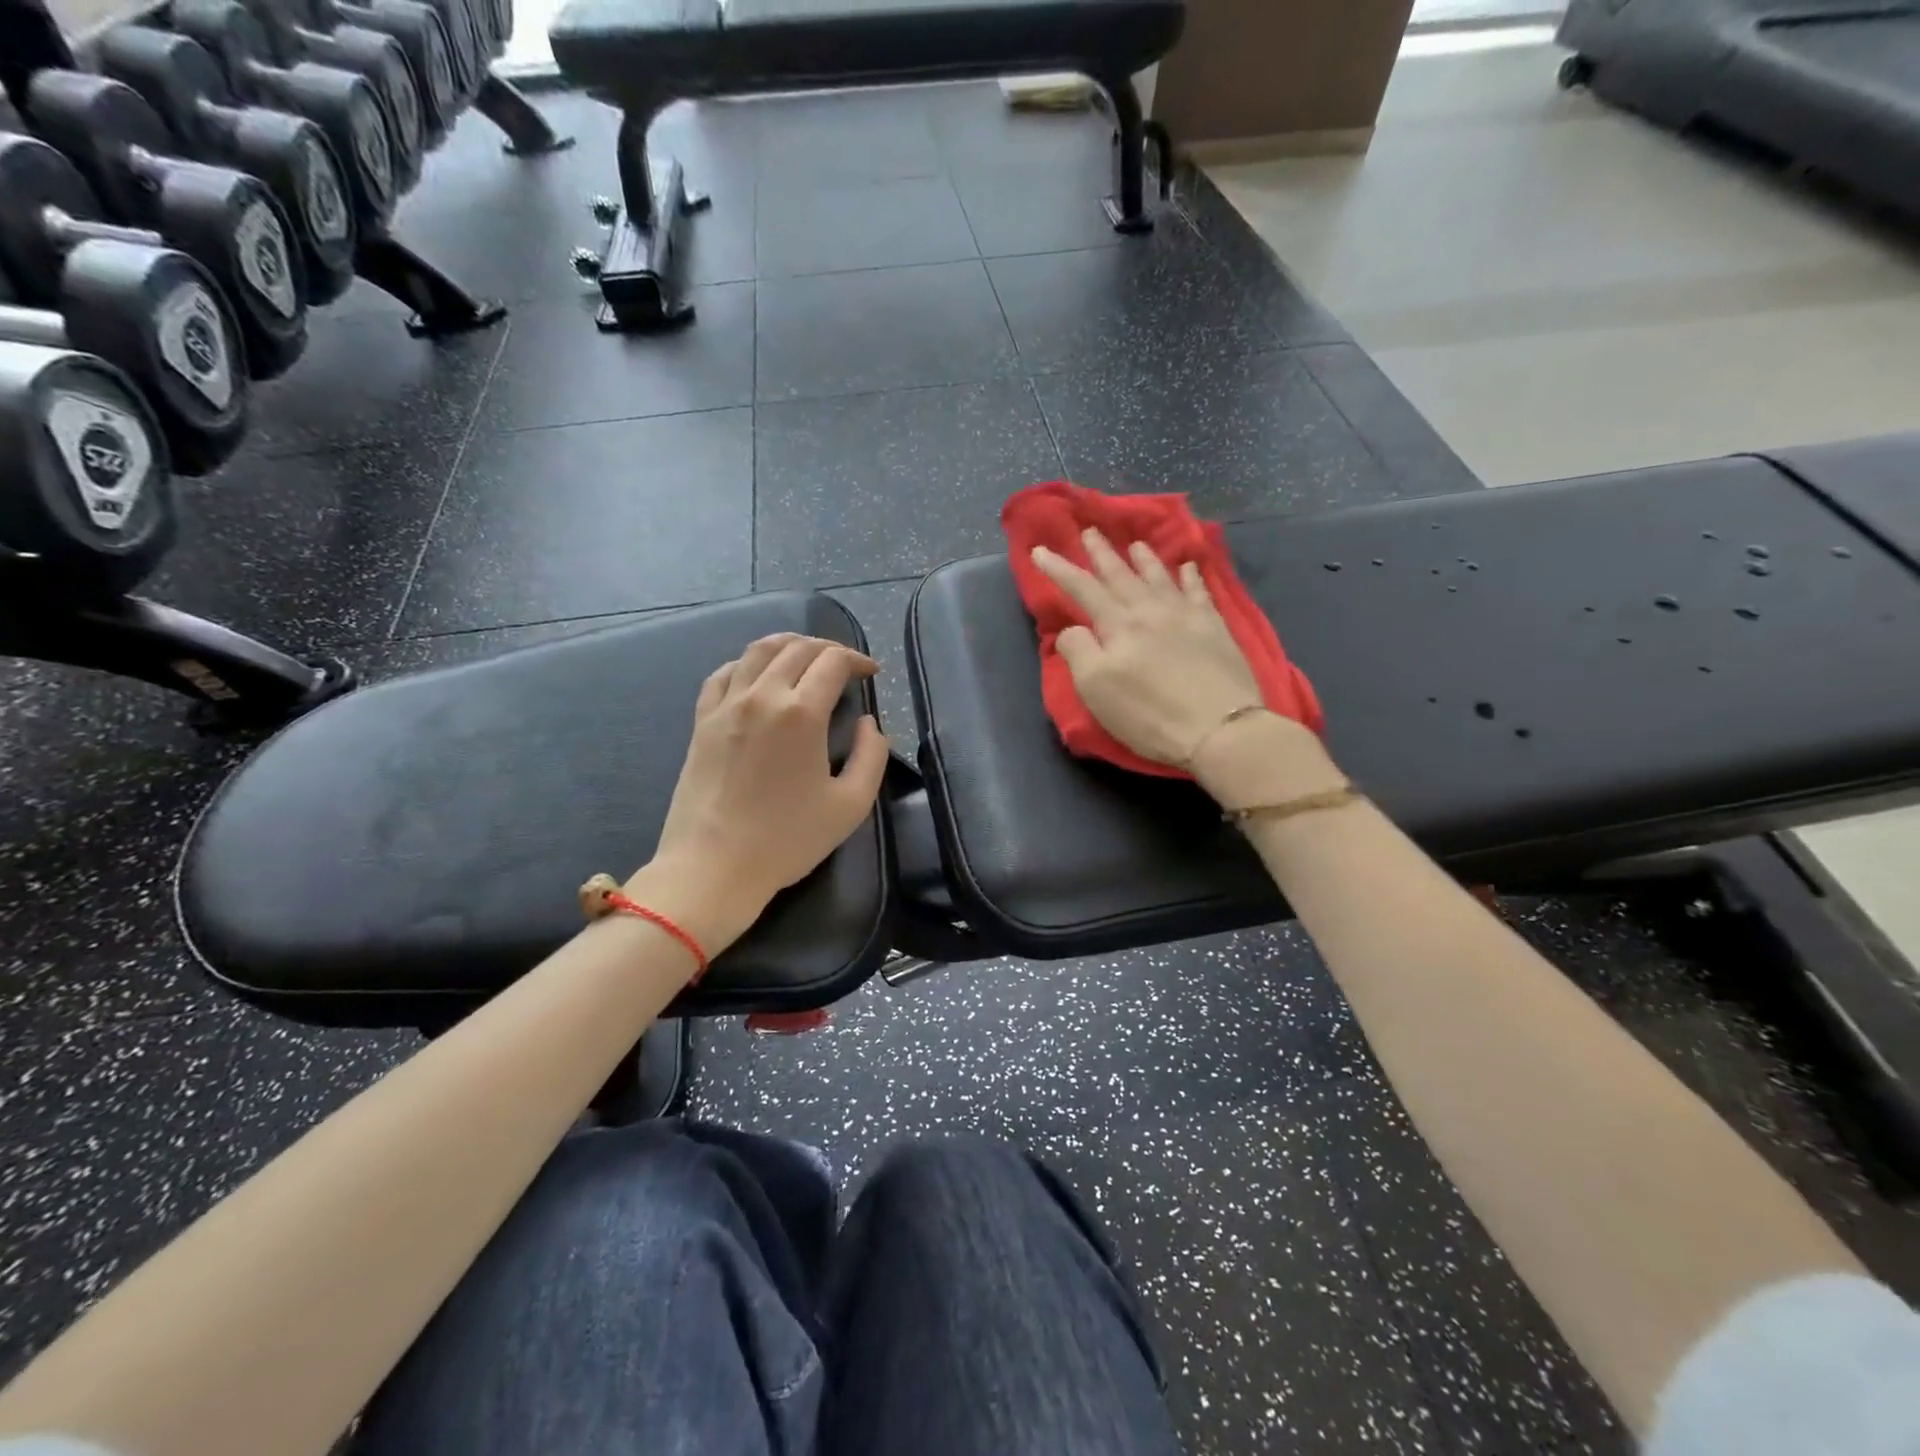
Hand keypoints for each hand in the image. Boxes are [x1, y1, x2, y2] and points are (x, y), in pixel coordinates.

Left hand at [632, 634, 889, 953]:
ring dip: (789, 645)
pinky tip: (758, 675)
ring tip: (806, 657)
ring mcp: (726, 705)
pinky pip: (724, 673)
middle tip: (845, 665)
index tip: (871, 674)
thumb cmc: (788, 839)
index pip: (833, 662)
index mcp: (801, 713)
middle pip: (797, 649)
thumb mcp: (851, 805)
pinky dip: (747, 663)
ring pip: (758, 651)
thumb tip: (868, 723)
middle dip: (828, 649)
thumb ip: (872, 756)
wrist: (714, 867)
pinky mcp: (702, 721)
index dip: (857, 660)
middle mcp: (762, 696)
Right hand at [1031, 530, 1338, 802]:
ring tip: (1135, 544)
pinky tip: (1189, 567)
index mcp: (1117, 624)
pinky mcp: (1215, 628)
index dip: (1059, 569)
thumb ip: (1078, 651)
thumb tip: (1072, 629)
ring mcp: (1186, 615)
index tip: (1041, 550)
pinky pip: (1200, 591)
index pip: (1081, 588)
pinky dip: (1192, 576)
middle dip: (1102, 553)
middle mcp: (1150, 610)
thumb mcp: (1096, 688)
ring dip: (1144, 559)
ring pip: (1159, 577)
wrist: (1219, 727)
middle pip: (1121, 575)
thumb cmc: (1148, 713)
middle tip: (1090, 531)